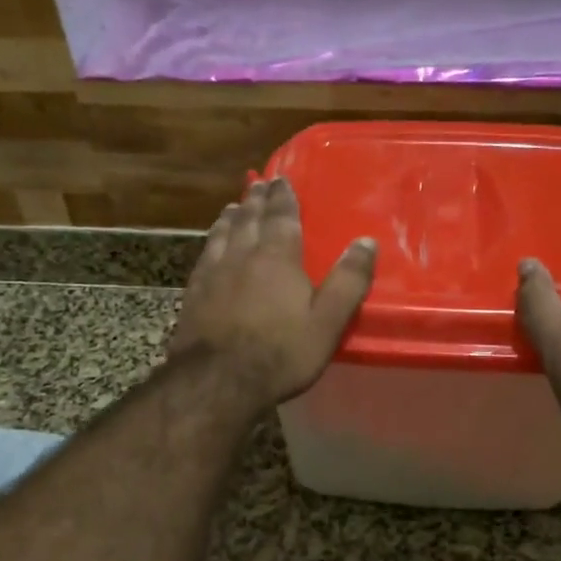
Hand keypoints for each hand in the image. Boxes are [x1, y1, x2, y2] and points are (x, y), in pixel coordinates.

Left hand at [169, 177, 376, 411]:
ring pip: (223, 234)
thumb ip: (348, 282)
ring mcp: (213, 273)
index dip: (282, 197)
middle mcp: (242, 256)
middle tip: (258, 183)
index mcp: (277, 258)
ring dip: (231, 217)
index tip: (281, 179)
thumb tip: (366, 242)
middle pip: (249, 219)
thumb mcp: (327, 322)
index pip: (281, 217)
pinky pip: (205, 256)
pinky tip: (211, 246)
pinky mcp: (194, 293)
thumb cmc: (280, 353)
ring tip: (234, 206)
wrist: (217, 381)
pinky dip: (211, 241)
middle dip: (256, 200)